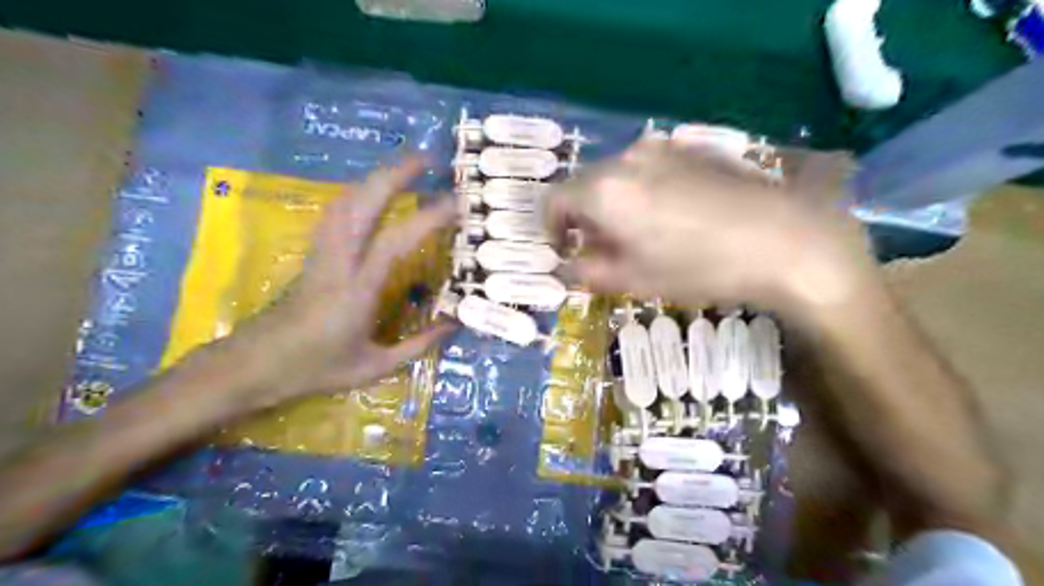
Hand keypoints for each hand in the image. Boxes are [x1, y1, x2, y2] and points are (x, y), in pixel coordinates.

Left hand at [218, 158, 454, 409]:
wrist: (254, 365)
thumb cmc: (315, 369)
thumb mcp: (374, 367)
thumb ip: (418, 345)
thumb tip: (454, 323)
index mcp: (356, 290)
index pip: (394, 242)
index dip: (426, 218)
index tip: (456, 202)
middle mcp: (337, 262)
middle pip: (361, 204)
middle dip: (394, 175)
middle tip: (427, 159)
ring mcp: (321, 253)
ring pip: (344, 202)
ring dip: (375, 179)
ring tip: (404, 170)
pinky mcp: (313, 254)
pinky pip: (336, 213)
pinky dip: (358, 194)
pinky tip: (373, 194)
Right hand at [547, 136, 874, 317]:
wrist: (784, 239)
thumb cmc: (699, 266)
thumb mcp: (634, 279)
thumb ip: (588, 271)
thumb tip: (569, 265)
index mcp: (604, 189)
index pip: (554, 200)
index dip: (552, 229)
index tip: (565, 252)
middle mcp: (627, 157)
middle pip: (586, 185)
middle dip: (584, 219)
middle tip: (603, 251)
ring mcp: (663, 148)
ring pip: (618, 176)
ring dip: (614, 205)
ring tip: (640, 237)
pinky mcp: (693, 149)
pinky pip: (649, 169)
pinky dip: (642, 192)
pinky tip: (673, 218)